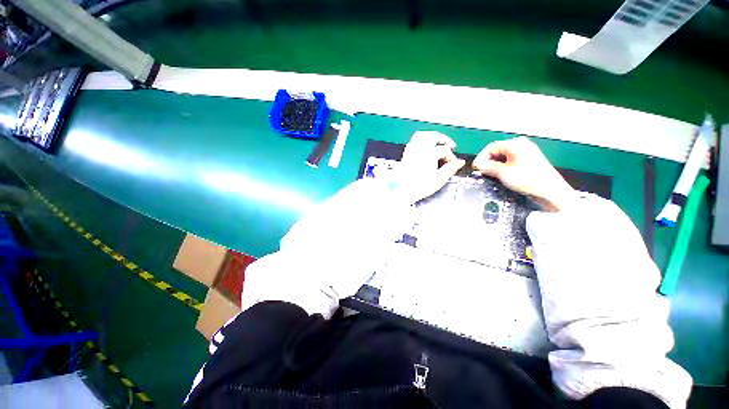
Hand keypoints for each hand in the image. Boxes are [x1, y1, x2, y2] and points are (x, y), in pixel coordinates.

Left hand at [396, 131, 465, 203]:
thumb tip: (460, 162)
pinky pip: (413, 141)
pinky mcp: (406, 154)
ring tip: (438, 142)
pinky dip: (421, 140)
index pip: (444, 150)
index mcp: (429, 154)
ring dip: (432, 136)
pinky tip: (425, 147)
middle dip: (444, 139)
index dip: (451, 157)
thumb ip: (450, 169)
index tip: (453, 164)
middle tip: (451, 146)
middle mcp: (419, 149)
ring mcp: (411, 150)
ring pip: (422, 135)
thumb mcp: (439, 179)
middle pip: (433, 136)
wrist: (402, 191)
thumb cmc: (419, 187)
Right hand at [473, 136, 575, 210]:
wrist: (550, 191)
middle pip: (497, 151)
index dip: (481, 157)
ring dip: (494, 165)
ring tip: (489, 175)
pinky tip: (500, 175)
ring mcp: (526, 152)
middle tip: (481, 172)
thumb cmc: (527, 179)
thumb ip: (488, 167)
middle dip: (487, 161)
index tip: (475, 168)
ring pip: (503, 156)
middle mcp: (521, 145)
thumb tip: (478, 165)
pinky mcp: (529, 160)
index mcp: (515, 144)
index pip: (491, 147)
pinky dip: (502, 167)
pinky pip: (510, 160)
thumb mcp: (504, 173)